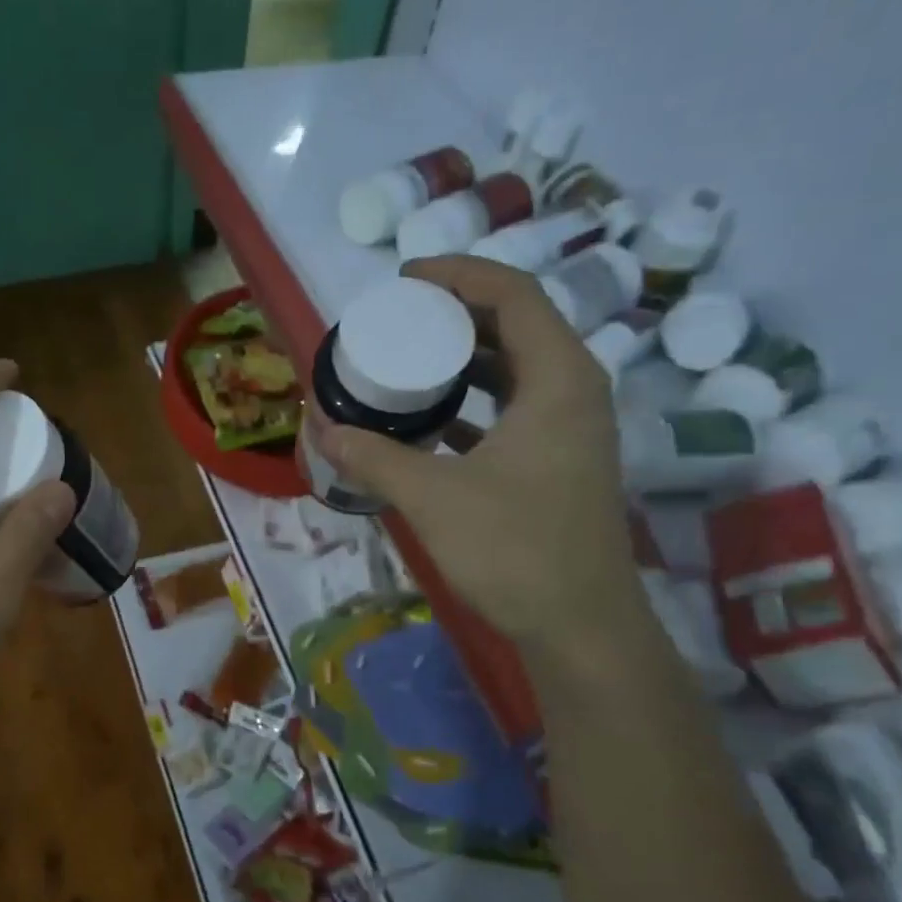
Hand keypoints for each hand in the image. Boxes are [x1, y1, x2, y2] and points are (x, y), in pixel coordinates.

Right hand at [322, 257, 643, 650]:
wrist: (580, 626)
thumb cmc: (515, 550)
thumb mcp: (432, 497)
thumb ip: (374, 457)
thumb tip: (321, 428)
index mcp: (558, 379)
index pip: (513, 295)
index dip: (458, 275)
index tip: (405, 279)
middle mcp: (572, 391)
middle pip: (515, 325)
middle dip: (454, 314)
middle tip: (398, 318)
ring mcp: (568, 429)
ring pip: (513, 370)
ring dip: (461, 359)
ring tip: (406, 360)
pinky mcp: (555, 462)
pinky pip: (510, 409)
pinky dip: (470, 403)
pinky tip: (427, 420)